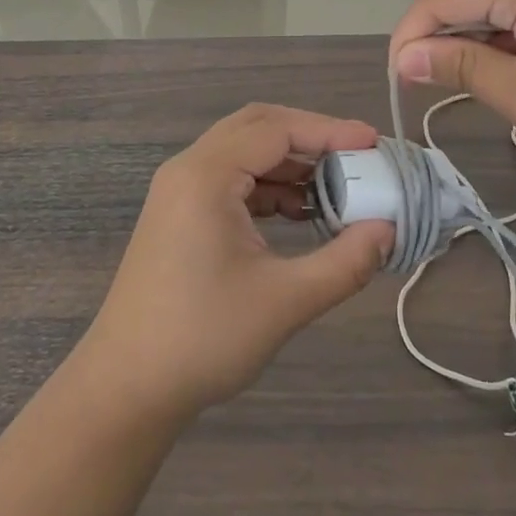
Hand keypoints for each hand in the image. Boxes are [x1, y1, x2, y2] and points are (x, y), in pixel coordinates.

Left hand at [79, 105, 394, 421]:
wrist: (126, 388)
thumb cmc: (203, 338)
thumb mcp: (284, 301)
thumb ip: (344, 261)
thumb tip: (389, 230)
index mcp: (207, 175)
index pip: (276, 130)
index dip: (329, 131)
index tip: (374, 143)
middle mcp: (189, 168)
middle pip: (257, 127)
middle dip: (309, 137)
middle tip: (356, 156)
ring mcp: (180, 190)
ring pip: (244, 152)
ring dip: (289, 163)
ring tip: (336, 187)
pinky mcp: (180, 213)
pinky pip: (232, 178)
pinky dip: (268, 185)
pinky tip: (299, 211)